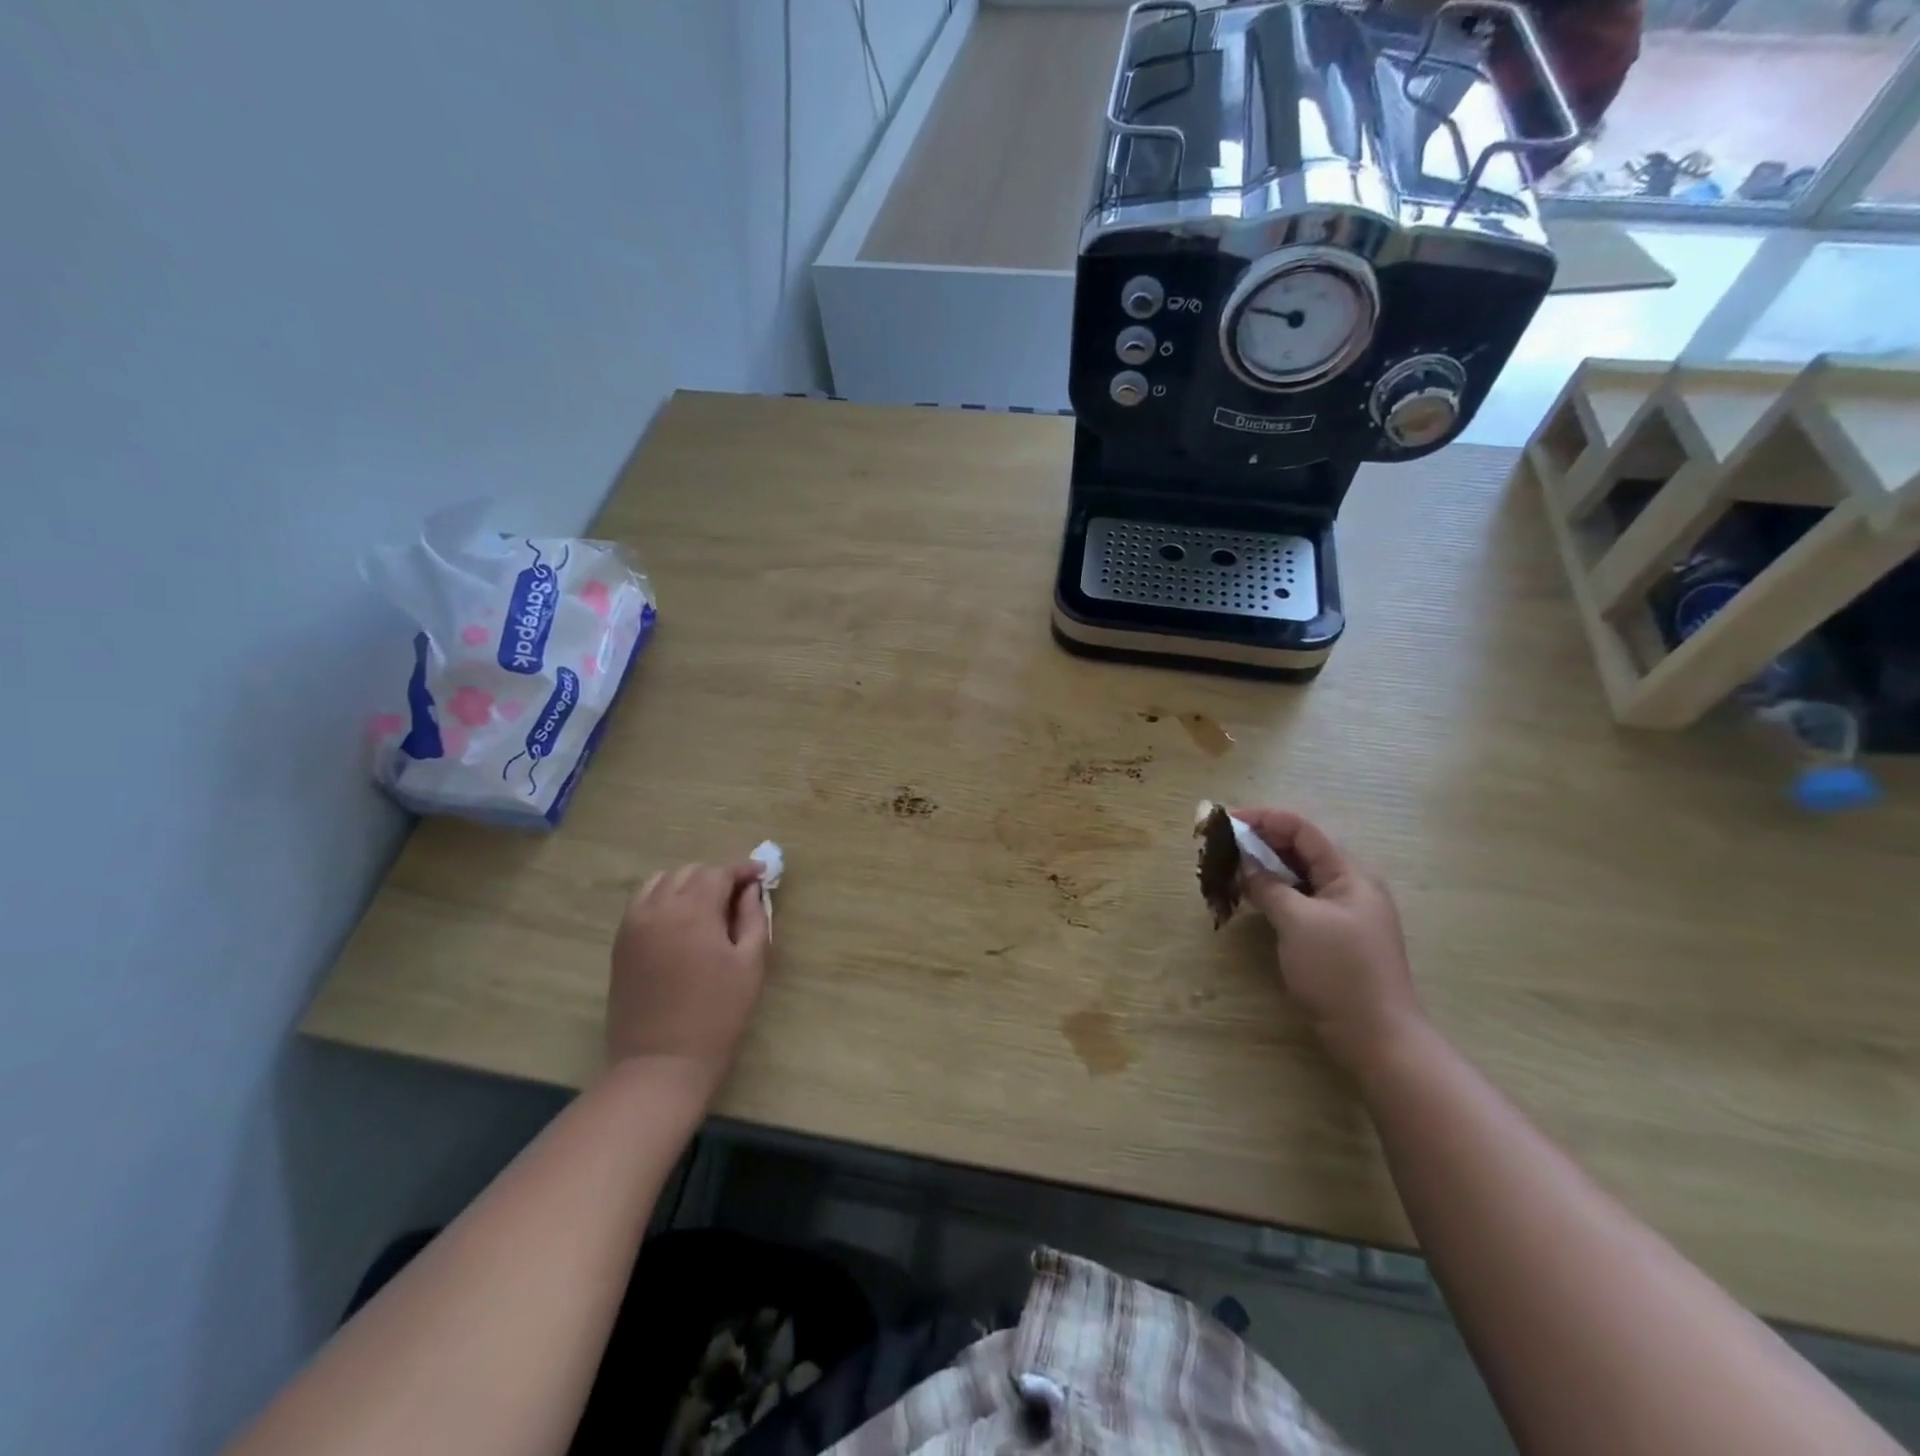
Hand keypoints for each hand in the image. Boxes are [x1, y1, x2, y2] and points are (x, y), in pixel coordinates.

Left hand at [606, 861, 768, 1098]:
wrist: (661, 1063)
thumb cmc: (717, 1014)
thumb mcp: (750, 964)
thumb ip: (753, 918)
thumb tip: (750, 890)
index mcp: (693, 910)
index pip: (719, 872)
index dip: (743, 870)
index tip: (761, 875)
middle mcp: (659, 908)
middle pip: (690, 872)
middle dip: (717, 877)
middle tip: (739, 898)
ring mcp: (634, 924)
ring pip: (662, 882)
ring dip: (688, 885)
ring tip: (708, 907)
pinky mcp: (621, 943)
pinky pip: (643, 902)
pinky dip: (664, 899)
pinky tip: (680, 922)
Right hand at [1232, 808, 1425, 1073]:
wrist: (1377, 1036)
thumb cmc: (1339, 971)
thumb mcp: (1298, 922)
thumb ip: (1269, 887)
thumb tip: (1246, 867)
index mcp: (1349, 875)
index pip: (1303, 830)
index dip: (1265, 819)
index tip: (1228, 821)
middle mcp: (1349, 887)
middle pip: (1301, 850)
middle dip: (1262, 842)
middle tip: (1223, 846)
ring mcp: (1343, 913)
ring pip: (1298, 877)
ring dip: (1265, 869)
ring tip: (1230, 869)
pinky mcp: (1334, 937)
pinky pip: (1300, 901)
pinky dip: (1274, 893)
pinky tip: (1251, 899)